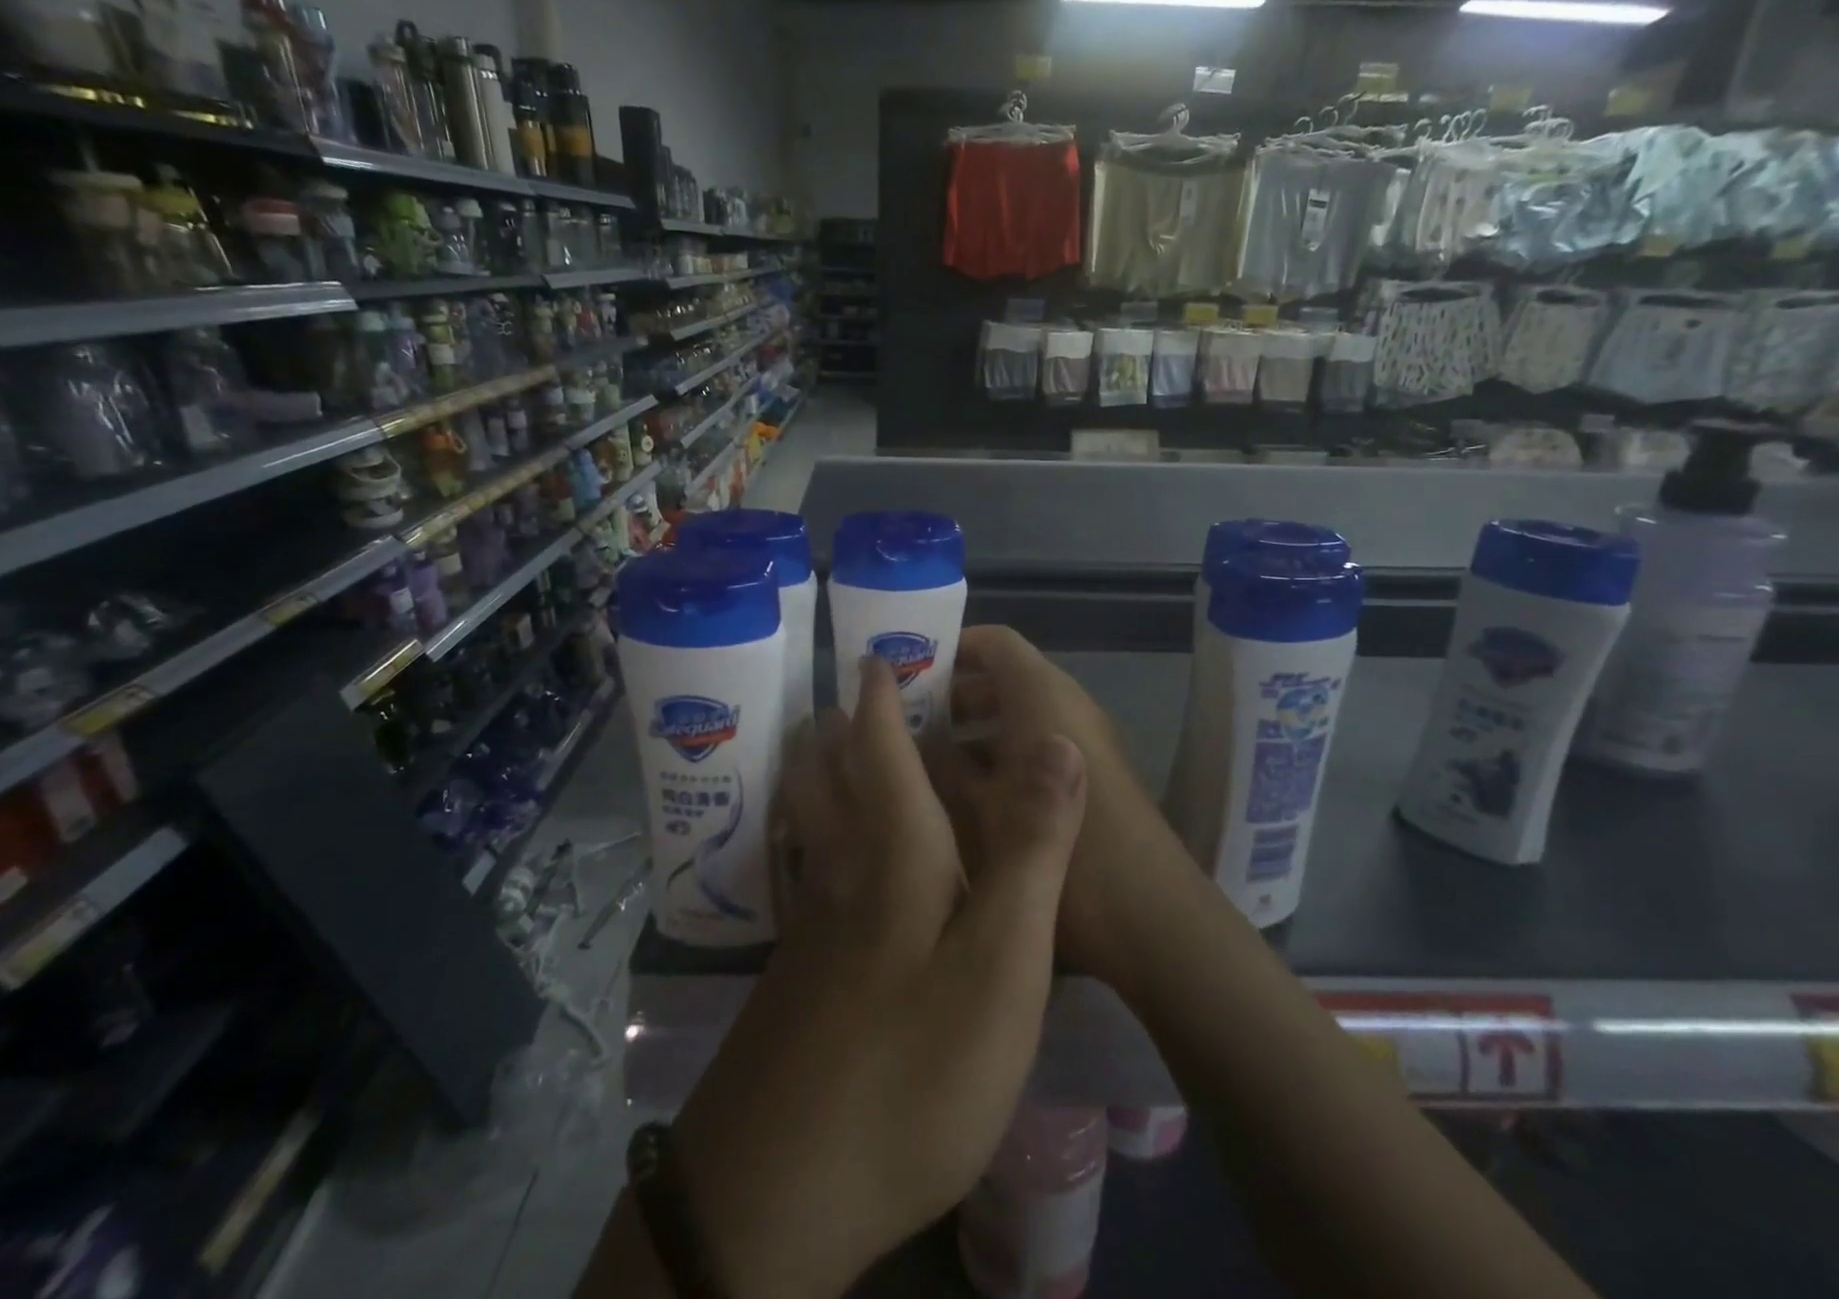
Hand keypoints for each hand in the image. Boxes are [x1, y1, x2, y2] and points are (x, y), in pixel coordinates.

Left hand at [666, 655, 1086, 1298]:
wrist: (781, 1188)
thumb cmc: (913, 1065)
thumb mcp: (1001, 961)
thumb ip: (1032, 848)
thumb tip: (1057, 742)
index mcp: (892, 850)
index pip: (880, 744)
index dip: (880, 692)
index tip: (875, 650)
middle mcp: (840, 868)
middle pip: (825, 772)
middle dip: (837, 723)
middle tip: (853, 688)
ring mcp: (808, 921)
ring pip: (806, 818)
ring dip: (815, 770)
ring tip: (830, 744)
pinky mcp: (798, 967)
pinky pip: (804, 864)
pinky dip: (812, 829)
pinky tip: (823, 851)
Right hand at [932, 626, 1208, 994]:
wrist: (1150, 917)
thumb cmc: (1057, 848)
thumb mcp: (979, 810)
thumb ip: (941, 767)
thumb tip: (910, 740)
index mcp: (1042, 695)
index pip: (994, 642)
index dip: (950, 648)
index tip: (906, 672)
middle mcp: (1065, 707)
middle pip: (1003, 679)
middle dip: (951, 696)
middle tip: (901, 722)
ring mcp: (1080, 745)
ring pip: (1016, 719)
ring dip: (971, 732)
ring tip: (919, 762)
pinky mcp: (1087, 780)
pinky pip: (1033, 750)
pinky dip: (997, 760)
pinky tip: (962, 799)